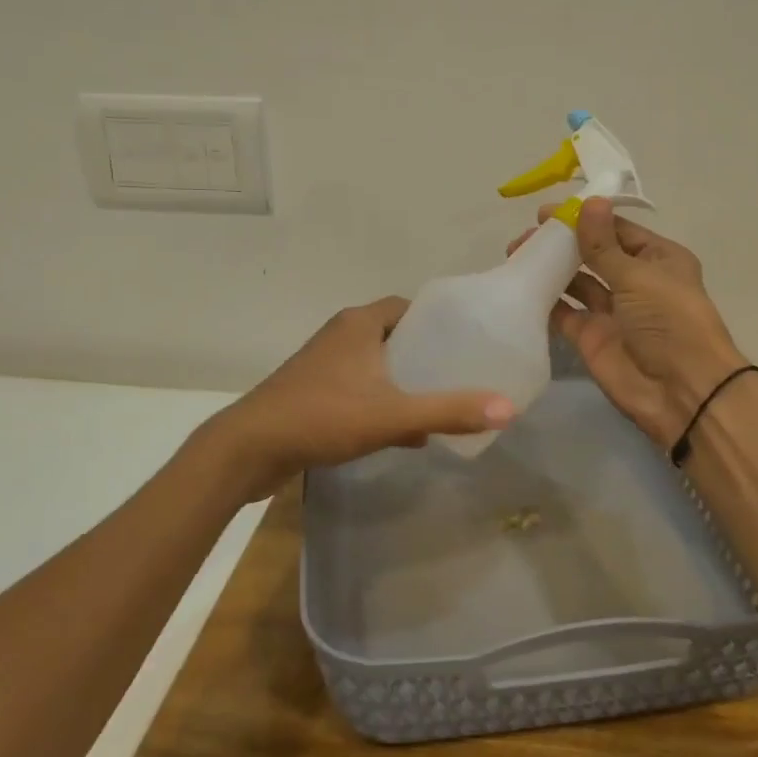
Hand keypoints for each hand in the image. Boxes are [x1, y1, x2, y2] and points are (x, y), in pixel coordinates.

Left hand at [191, 297, 515, 503]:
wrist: (249, 449)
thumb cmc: (323, 416)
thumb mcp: (393, 414)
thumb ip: (449, 411)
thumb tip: (508, 409)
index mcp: (359, 323)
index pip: (409, 307)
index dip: (439, 322)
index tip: (467, 342)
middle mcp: (341, 335)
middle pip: (395, 336)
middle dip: (426, 355)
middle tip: (460, 375)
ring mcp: (323, 365)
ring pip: (377, 365)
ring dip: (404, 382)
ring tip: (439, 402)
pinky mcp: (313, 393)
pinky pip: (360, 389)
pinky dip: (382, 402)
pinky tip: (404, 433)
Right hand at [507, 198, 747, 449]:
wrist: (680, 391)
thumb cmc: (669, 322)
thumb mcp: (638, 276)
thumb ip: (604, 244)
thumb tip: (588, 201)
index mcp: (658, 259)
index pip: (616, 230)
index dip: (584, 218)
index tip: (547, 212)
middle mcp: (635, 281)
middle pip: (593, 253)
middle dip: (562, 243)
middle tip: (526, 236)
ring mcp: (611, 310)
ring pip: (576, 281)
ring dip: (550, 267)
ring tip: (516, 254)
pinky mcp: (591, 337)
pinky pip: (564, 312)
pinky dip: (546, 300)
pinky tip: (521, 284)